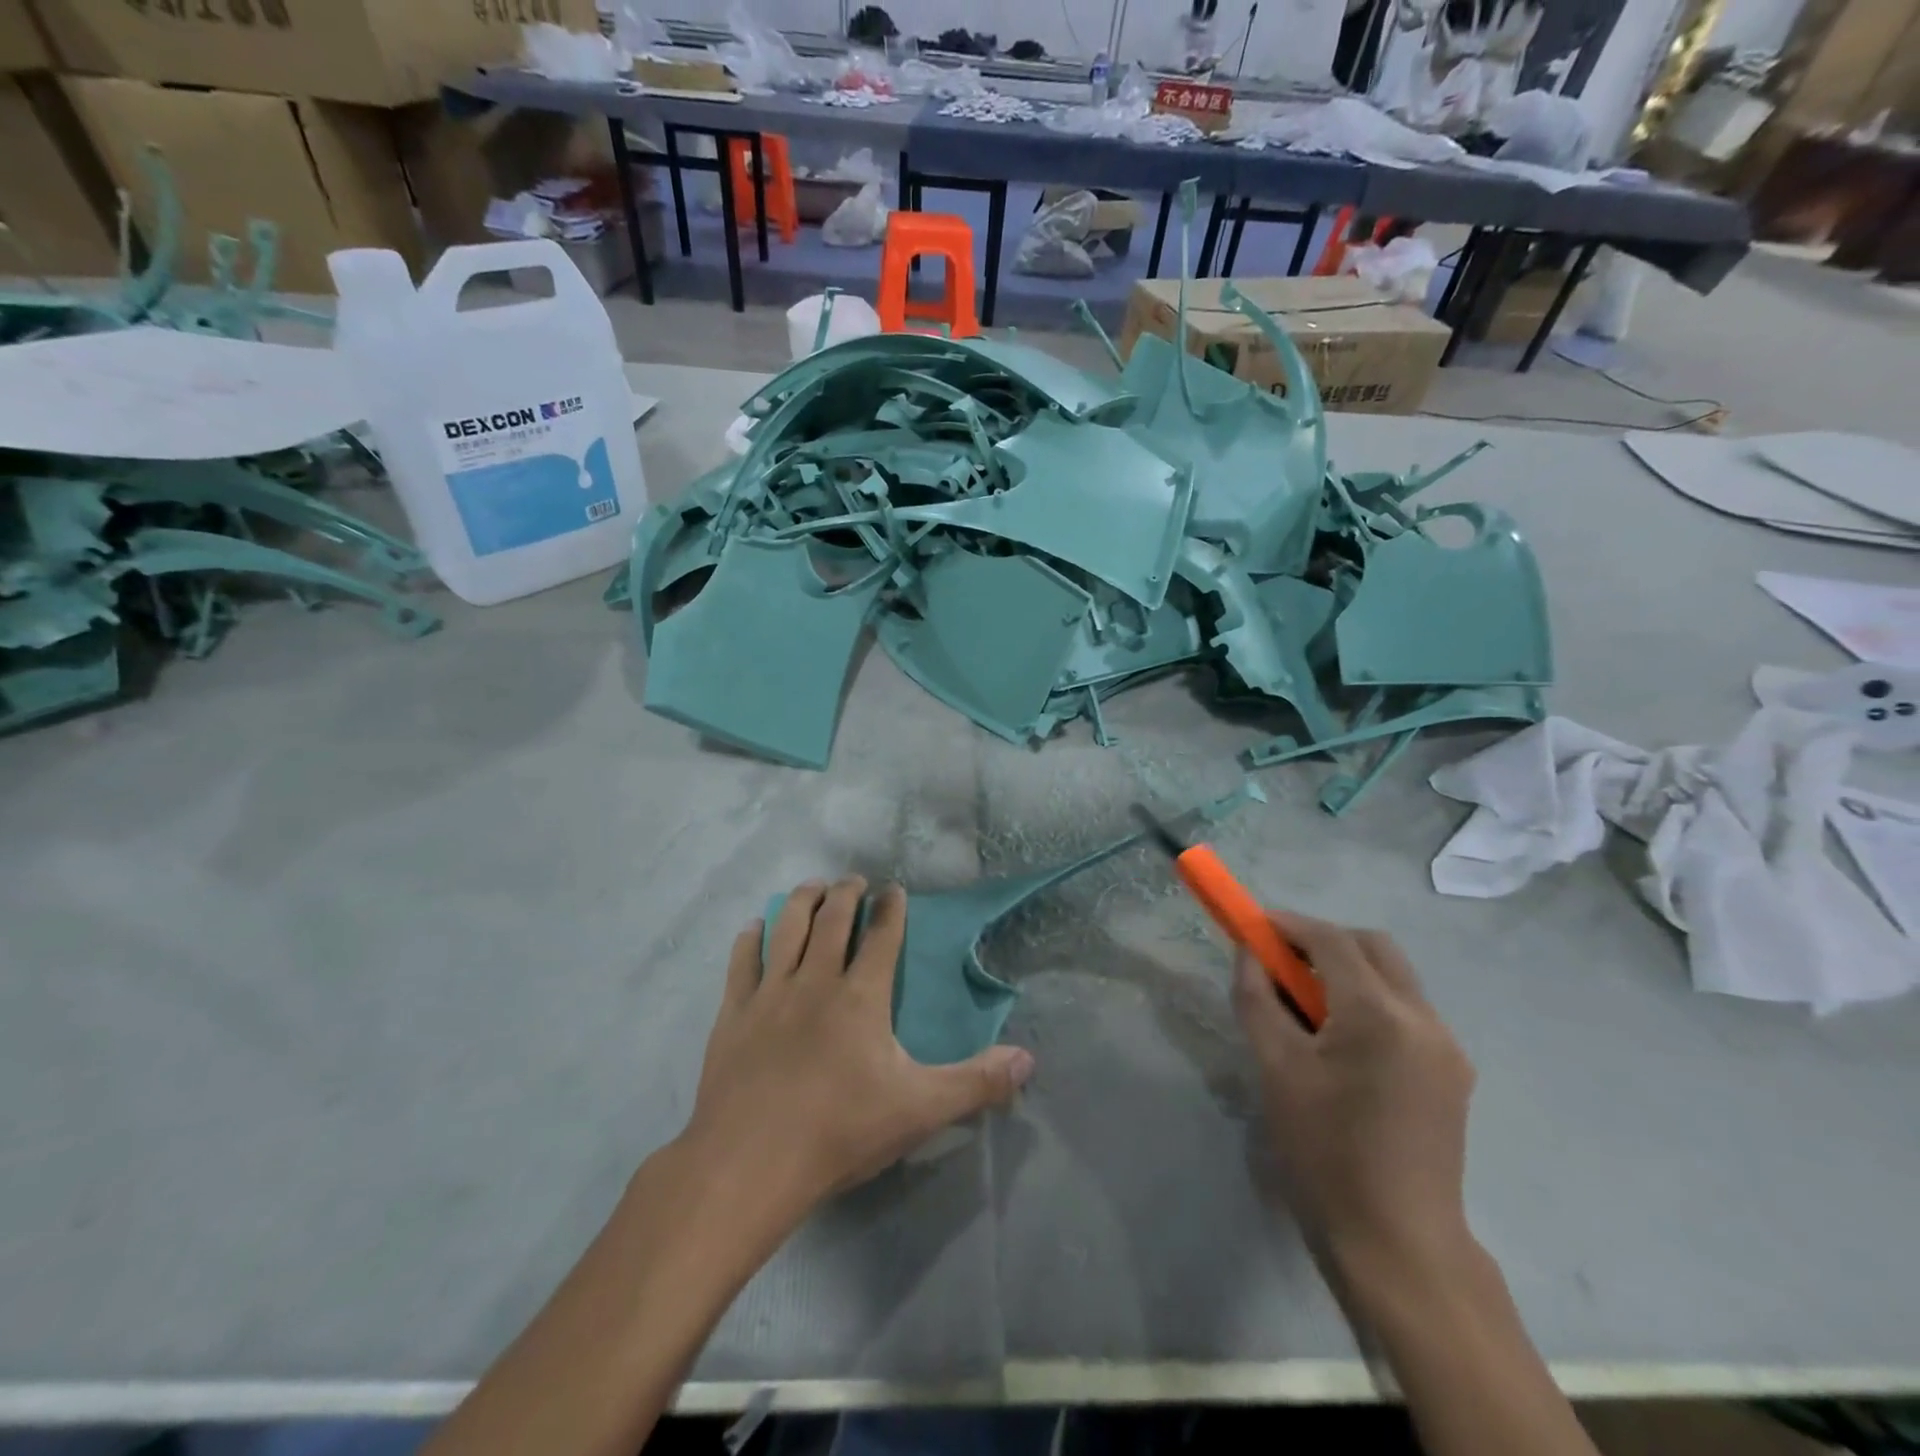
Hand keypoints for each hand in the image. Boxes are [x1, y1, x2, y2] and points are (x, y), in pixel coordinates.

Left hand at [681, 878, 1033, 1232]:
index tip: (894, 889)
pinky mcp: (734, 1015)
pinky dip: (750, 939)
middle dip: (847, 894)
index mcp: (861, 996)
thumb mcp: (920, 1110)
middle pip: (832, 921)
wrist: (749, 1164)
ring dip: (801, 901)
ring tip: (812, 886)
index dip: (891, 909)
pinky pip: (742, 963)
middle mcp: (815, 981)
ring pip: (787, 929)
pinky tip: (753, 927)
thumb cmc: (839, 1132)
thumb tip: (1028, 1060)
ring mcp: (771, 994)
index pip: (881, 937)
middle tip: (854, 880)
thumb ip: (976, 1083)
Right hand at [1231, 911, 1475, 1292]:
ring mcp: (1447, 1048)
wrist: (1398, 1245)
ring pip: (1393, 977)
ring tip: (1303, 1002)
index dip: (1289, 924)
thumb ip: (1257, 999)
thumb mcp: (1275, 1069)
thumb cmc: (1325, 1153)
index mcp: (1380, 1016)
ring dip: (1347, 970)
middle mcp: (1425, 1019)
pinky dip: (1368, 1001)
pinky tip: (1338, 1038)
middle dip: (1323, 940)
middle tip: (1279, 960)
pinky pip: (1406, 1011)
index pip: (1333, 941)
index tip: (1253, 924)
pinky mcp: (1452, 1074)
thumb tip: (1249, 954)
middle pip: (1373, 946)